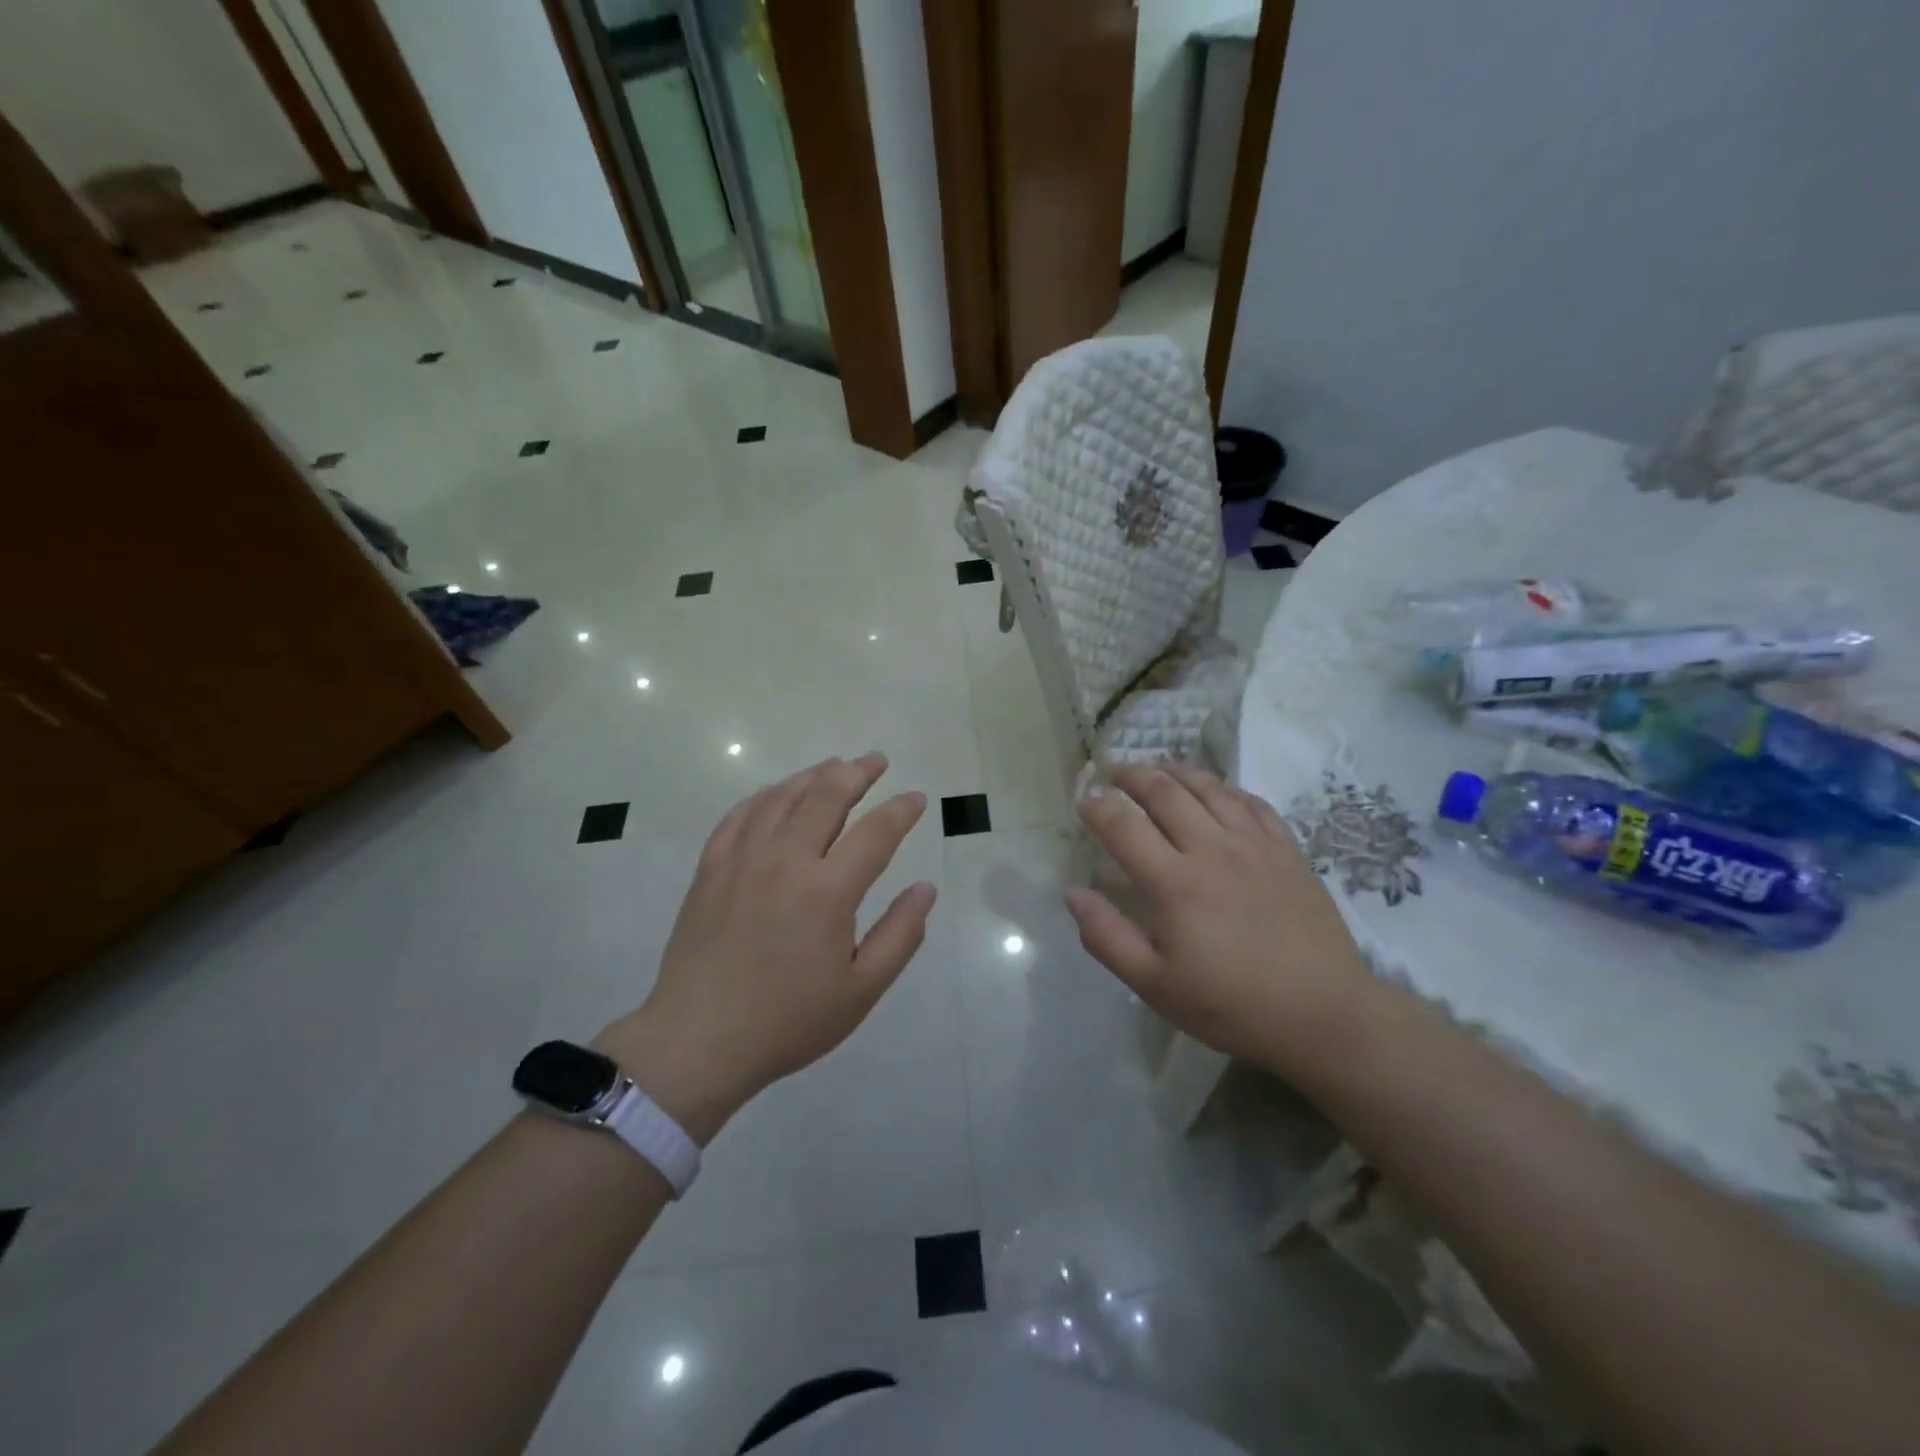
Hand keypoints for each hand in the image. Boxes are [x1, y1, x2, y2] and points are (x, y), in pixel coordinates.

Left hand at [597, 753, 935, 1142]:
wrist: (698, 1041)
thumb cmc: (788, 1021)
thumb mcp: (861, 990)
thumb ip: (900, 935)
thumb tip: (925, 888)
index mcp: (828, 891)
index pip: (876, 832)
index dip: (901, 810)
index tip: (916, 798)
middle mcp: (786, 861)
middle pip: (826, 797)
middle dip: (857, 772)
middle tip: (877, 760)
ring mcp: (742, 860)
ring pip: (782, 797)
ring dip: (813, 775)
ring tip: (834, 766)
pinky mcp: (711, 869)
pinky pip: (739, 815)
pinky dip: (764, 796)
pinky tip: (776, 793)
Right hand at [1064, 765, 1376, 1079]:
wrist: (1324, 1015)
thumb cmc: (1232, 1006)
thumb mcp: (1156, 986)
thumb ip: (1107, 937)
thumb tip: (1073, 894)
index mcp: (1175, 883)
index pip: (1123, 826)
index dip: (1096, 807)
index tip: (1083, 801)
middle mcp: (1213, 850)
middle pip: (1164, 791)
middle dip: (1131, 774)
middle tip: (1112, 772)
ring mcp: (1255, 845)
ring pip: (1208, 787)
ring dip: (1174, 771)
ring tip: (1155, 770)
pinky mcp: (1288, 850)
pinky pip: (1251, 801)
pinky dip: (1224, 788)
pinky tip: (1213, 791)